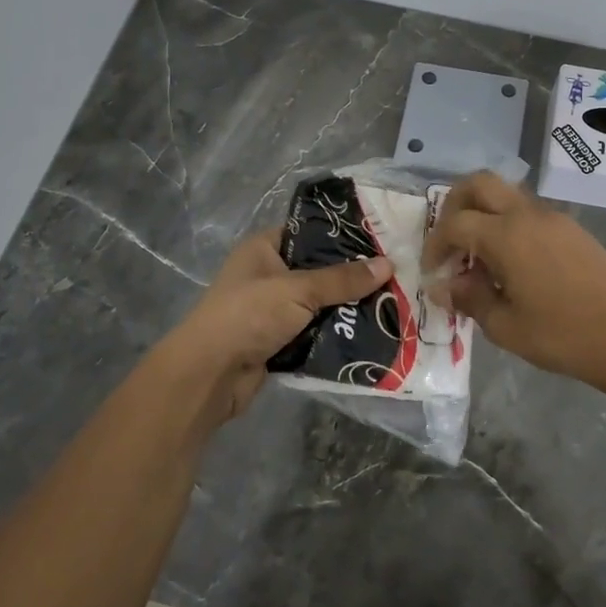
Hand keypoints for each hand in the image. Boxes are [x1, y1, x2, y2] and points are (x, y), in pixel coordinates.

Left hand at [153, 230, 394, 432]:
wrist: (210, 374)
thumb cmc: (249, 315)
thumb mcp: (298, 290)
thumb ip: (342, 279)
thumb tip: (388, 264)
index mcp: (264, 248)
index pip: (309, 232)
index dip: (343, 236)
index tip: (381, 240)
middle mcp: (268, 275)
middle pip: (319, 271)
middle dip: (352, 277)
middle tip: (395, 275)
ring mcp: (272, 310)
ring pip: (319, 304)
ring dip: (347, 308)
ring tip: (391, 304)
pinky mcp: (279, 340)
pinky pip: (315, 332)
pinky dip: (336, 334)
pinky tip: (370, 333)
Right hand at [422, 173, 605, 404]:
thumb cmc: (562, 336)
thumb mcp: (505, 326)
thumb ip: (469, 299)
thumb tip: (443, 286)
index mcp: (506, 235)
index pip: (455, 223)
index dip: (436, 244)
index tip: (434, 272)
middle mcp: (527, 215)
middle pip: (480, 184)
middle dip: (455, 205)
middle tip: (450, 240)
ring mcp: (554, 218)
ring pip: (507, 195)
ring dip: (484, 214)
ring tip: (480, 258)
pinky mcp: (573, 229)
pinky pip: (529, 212)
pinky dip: (509, 225)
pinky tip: (513, 264)